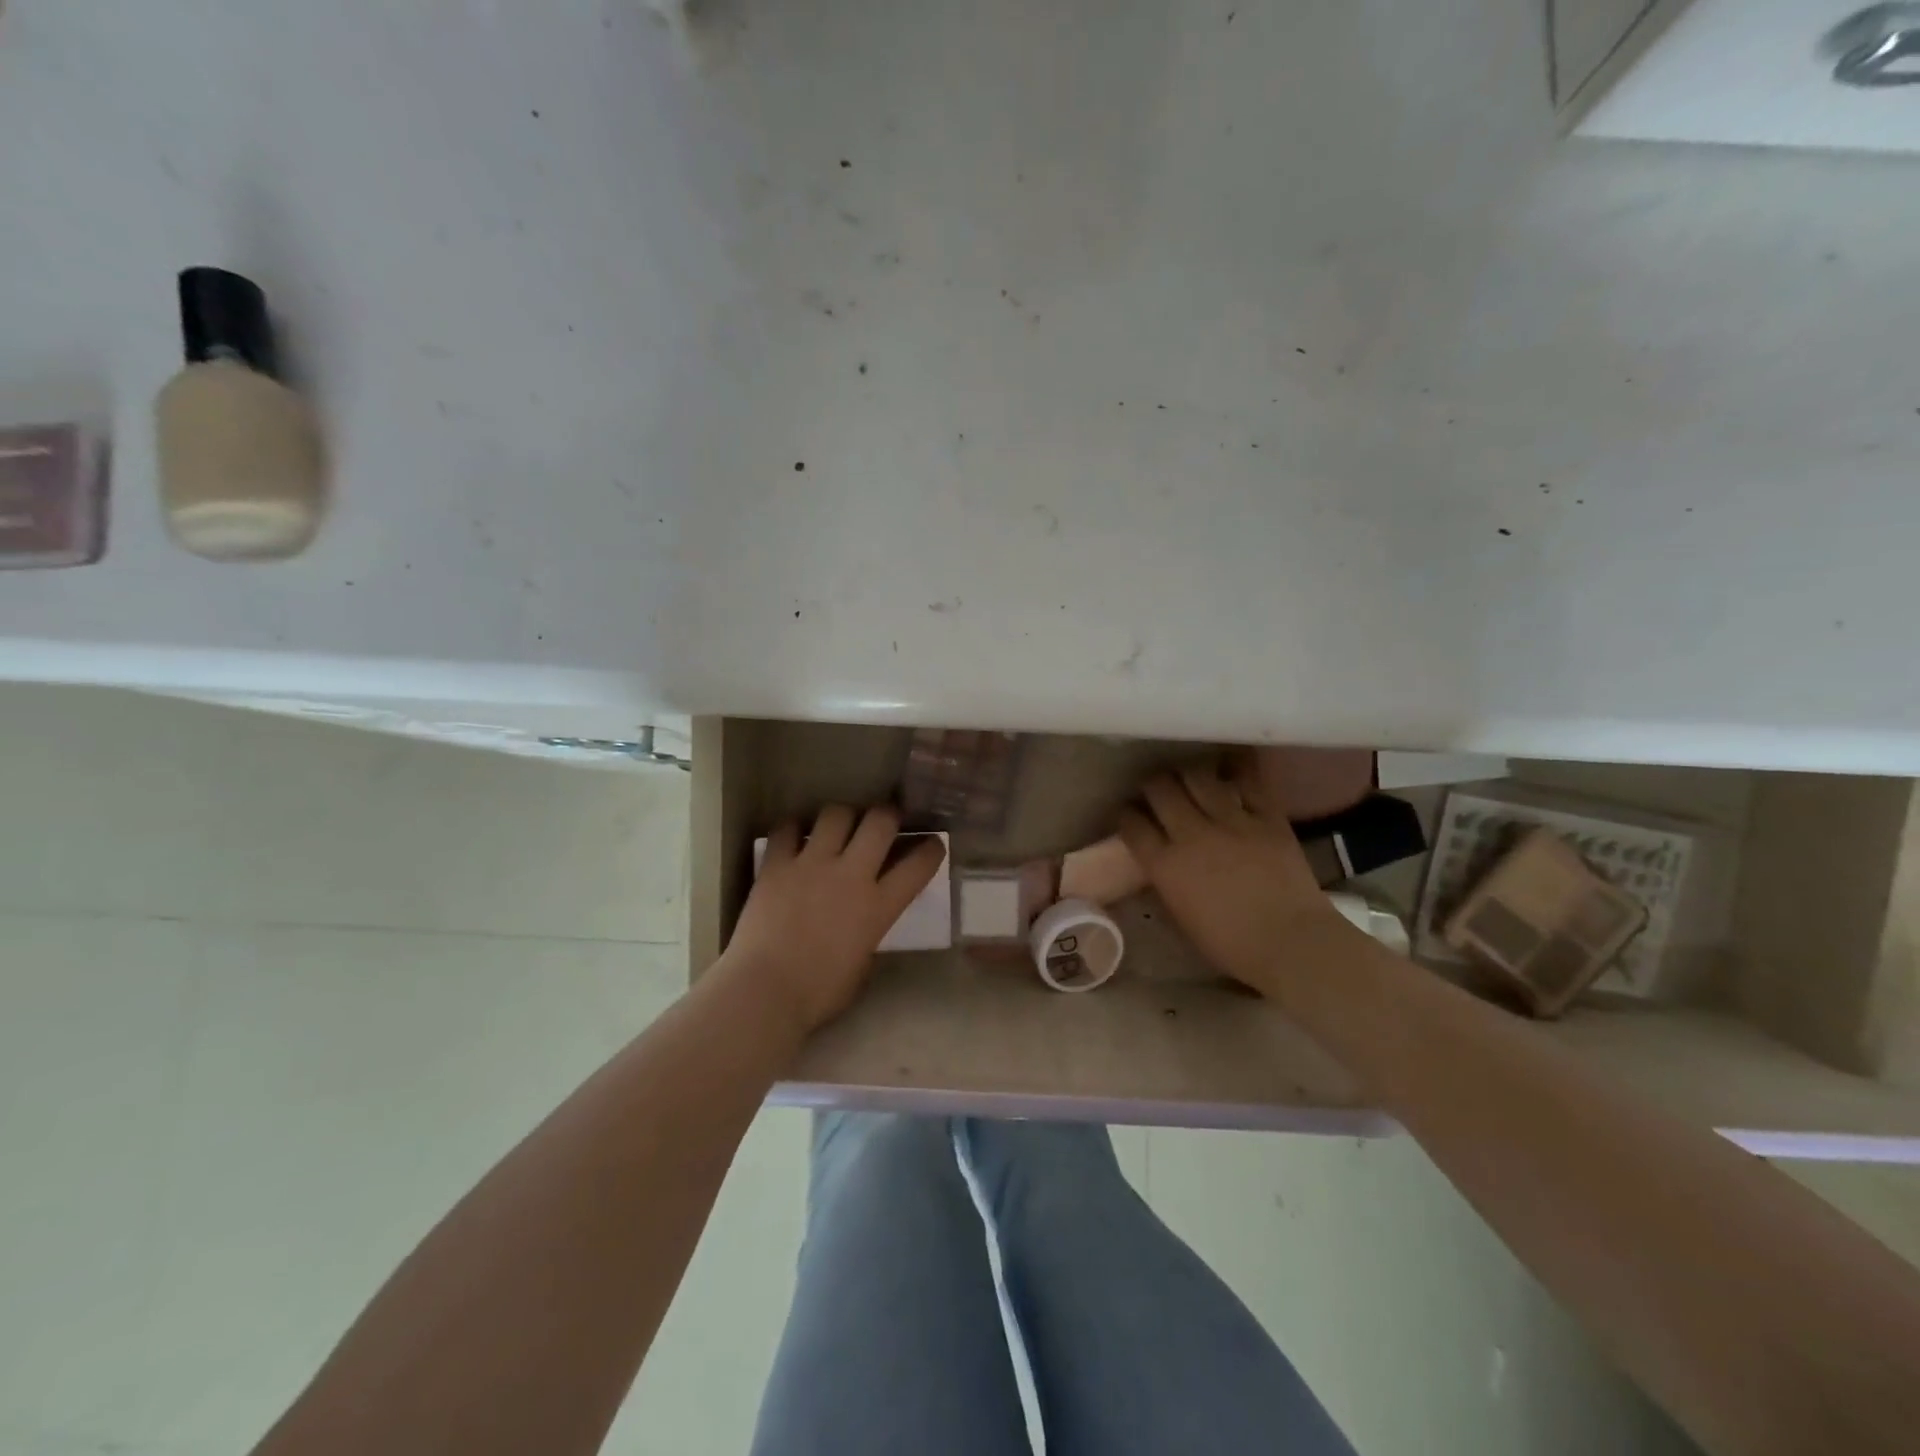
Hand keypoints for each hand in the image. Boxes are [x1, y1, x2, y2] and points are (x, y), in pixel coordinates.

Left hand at [721, 805, 946, 1034]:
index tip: (933, 844)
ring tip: (838, 825)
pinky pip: (787, 829)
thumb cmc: (817, 994)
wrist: (764, 991)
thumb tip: (864, 924)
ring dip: (843, 817)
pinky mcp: (776, 865)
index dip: (932, 849)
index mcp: (878, 906)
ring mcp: (811, 864)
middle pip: (880, 821)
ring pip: (836, 814)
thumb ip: (869, 936)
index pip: (919, 865)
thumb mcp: (862, 967)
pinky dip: (793, 829)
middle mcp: (850, 874)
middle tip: (884, 822)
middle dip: (888, 815)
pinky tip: (795, 836)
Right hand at [1119, 760, 1349, 992]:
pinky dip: (1236, 769)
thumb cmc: (1232, 945)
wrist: (1292, 943)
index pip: (1132, 824)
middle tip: (1157, 791)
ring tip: (1189, 776)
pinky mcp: (1267, 816)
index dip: (1125, 814)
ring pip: (1197, 776)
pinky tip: (1230, 766)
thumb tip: (1160, 864)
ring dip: (1187, 773)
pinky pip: (1248, 781)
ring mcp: (1231, 821)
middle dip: (1152, 785)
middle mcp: (1192, 834)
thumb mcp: (1181, 917)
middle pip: (1160, 789)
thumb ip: (1166, 882)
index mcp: (1165, 865)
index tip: (1128, 814)